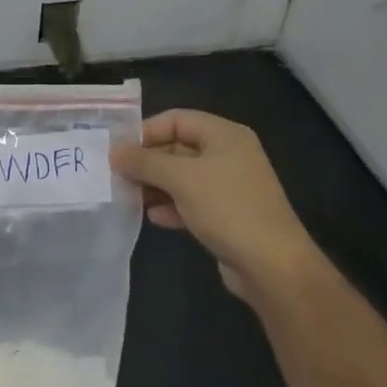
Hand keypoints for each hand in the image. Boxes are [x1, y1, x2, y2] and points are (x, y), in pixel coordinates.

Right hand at [110, 110, 319, 300]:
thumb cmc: (228, 209)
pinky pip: (191, 202)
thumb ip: (144, 161)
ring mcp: (228, 187)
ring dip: (155, 185)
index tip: (118, 149)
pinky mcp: (226, 215)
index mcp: (225, 135)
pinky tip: (154, 217)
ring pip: (181, 177)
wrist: (273, 267)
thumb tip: (113, 151)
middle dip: (147, 161)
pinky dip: (171, 206)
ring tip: (128, 196)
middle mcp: (228, 155)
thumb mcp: (181, 179)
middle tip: (117, 174)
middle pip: (177, 148)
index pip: (176, 119)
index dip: (146, 131)